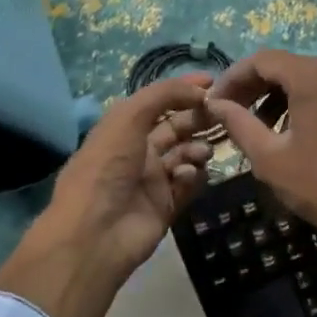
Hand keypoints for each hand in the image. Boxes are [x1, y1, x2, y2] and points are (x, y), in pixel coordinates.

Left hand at [0, 75, 213, 316]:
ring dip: (197, 148)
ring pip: (186, 155)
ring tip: (201, 152)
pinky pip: (189, 184)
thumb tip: (199, 90)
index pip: (158, 102)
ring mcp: (153, 180)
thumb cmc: (106, 167)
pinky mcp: (166, 206)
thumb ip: (163, 95)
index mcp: (123, 128)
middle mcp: (138, 151)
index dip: (183, 90)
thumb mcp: (127, 118)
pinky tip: (186, 176)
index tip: (212, 83)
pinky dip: (193, 176)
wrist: (95, 233)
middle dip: (198, 118)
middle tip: (222, 114)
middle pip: (177, 127)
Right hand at [207, 50, 316, 316]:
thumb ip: (238, 123)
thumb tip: (214, 103)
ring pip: (301, 75)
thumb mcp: (269, 157)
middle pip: (283, 65)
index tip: (214, 101)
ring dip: (272, 94)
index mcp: (316, 76)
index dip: (233, 77)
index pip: (262, 60)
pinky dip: (296, 99)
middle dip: (252, 86)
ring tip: (251, 123)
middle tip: (228, 111)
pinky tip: (281, 127)